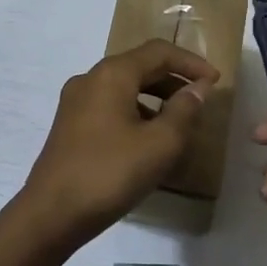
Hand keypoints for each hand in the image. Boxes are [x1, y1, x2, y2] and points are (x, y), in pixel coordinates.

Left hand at [16, 39, 218, 255]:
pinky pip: (110, 106)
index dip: (191, 62)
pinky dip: (135, 112)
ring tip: (179, 123)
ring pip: (124, 87)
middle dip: (173, 79)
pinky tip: (148, 140)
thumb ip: (184, 110)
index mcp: (112, 74)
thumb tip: (198, 88)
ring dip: (155, 97)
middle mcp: (90, 79)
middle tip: (201, 100)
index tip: (215, 81)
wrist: (51, 214)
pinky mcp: (69, 125)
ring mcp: (75, 102)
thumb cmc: (110, 173)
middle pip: (139, 66)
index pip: (158, 52)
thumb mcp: (160, 144)